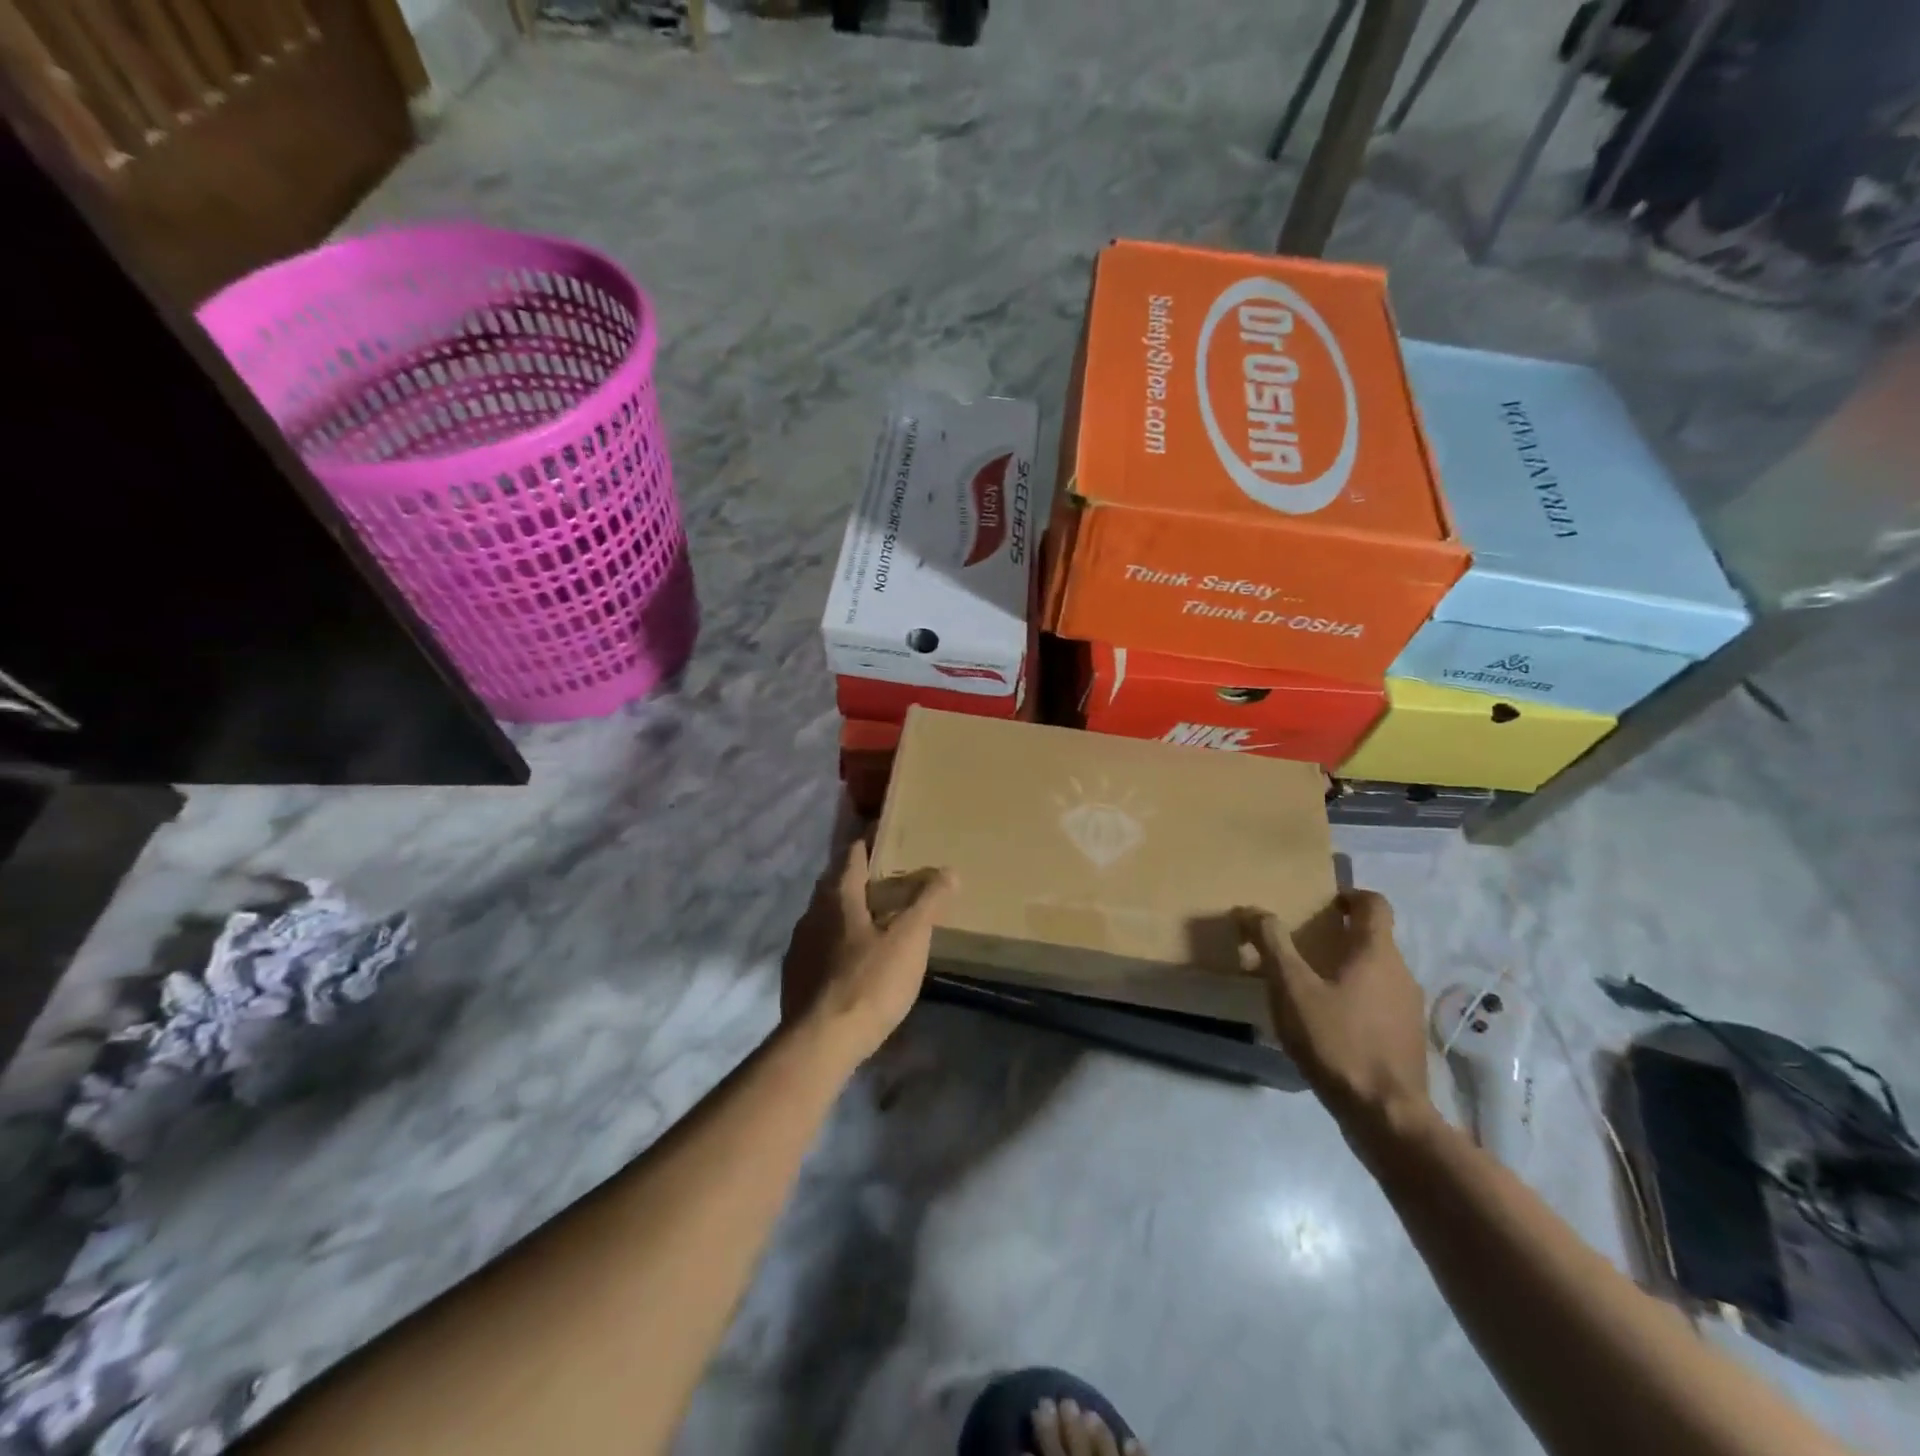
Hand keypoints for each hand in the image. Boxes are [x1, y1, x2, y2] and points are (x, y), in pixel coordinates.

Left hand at [781, 823, 955, 1066]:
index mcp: (837, 897)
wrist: (820, 1043)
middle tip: (888, 880)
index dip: (867, 842)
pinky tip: (854, 962)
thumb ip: (928, 902)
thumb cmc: (869, 982)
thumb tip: (948, 871)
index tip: (885, 836)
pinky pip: (818, 947)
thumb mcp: (909, 940)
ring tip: (874, 921)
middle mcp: (811, 914)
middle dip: (858, 877)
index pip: (851, 855)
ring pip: (824, 917)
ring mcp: (798, 947)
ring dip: (846, 913)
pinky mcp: (794, 977)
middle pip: (834, 884)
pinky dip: (837, 943)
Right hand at [1237, 891, 1432, 1142]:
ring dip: (1347, 970)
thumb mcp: (1291, 988)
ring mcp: (1409, 1009)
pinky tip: (1328, 1024)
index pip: (1375, 904)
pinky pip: (1380, 1004)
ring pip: (1377, 973)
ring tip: (1310, 986)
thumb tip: (1251, 910)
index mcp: (1377, 953)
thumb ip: (1271, 944)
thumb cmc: (1337, 1040)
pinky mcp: (1407, 1040)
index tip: (1324, 902)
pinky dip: (1356, 1000)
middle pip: (1374, 939)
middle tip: (1303, 944)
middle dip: (1341, 936)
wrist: (1385, 1115)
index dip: (1351, 895)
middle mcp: (1401, 974)